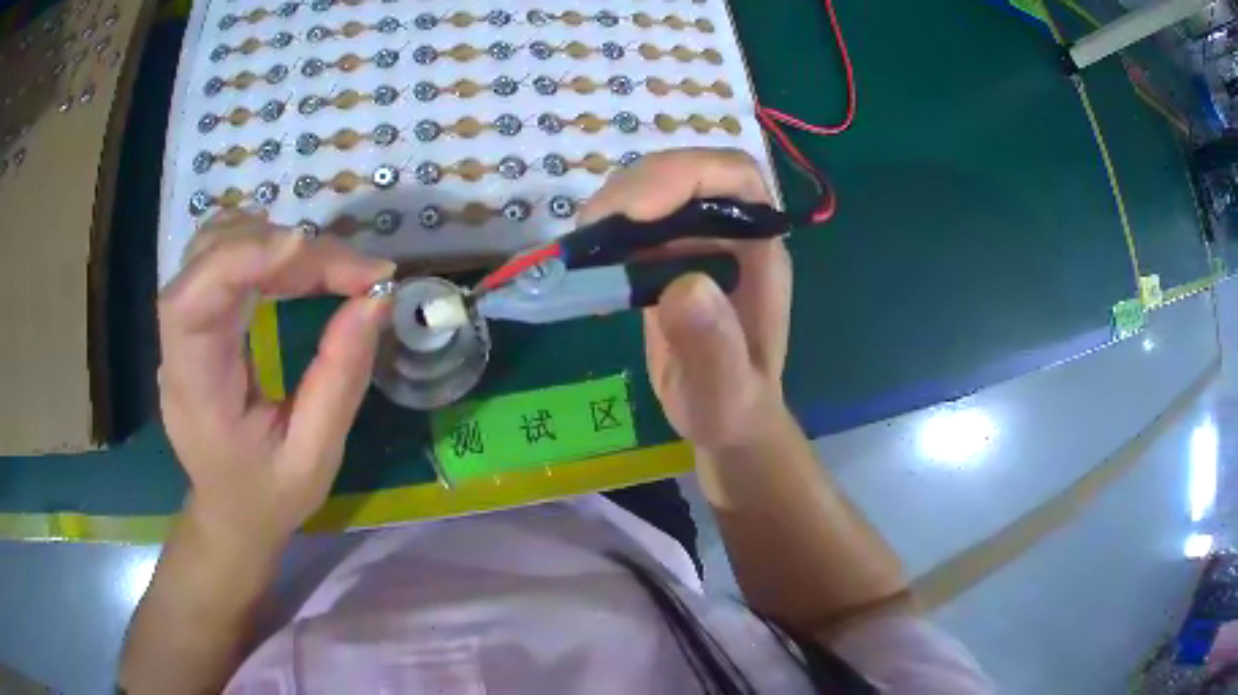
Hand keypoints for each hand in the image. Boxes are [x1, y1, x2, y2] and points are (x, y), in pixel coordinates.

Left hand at [157, 210, 393, 545]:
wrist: (230, 512)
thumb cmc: (268, 496)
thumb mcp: (315, 457)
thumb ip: (340, 380)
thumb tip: (376, 298)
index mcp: (195, 392)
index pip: (193, 302)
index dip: (243, 258)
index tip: (310, 252)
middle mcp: (177, 348)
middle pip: (206, 258)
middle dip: (278, 247)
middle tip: (351, 272)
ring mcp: (182, 327)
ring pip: (210, 244)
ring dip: (270, 239)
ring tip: (326, 267)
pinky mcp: (196, 317)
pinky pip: (219, 256)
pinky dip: (260, 244)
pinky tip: (293, 263)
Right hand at [579, 149, 791, 452]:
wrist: (723, 420)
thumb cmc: (733, 408)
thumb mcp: (726, 391)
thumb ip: (713, 345)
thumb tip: (684, 286)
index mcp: (759, 251)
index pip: (736, 176)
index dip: (687, 175)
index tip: (635, 212)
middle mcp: (730, 233)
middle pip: (688, 173)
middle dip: (639, 186)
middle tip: (593, 226)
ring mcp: (696, 242)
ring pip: (656, 190)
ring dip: (615, 204)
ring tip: (585, 244)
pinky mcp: (666, 258)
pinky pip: (635, 223)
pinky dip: (606, 231)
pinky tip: (588, 260)